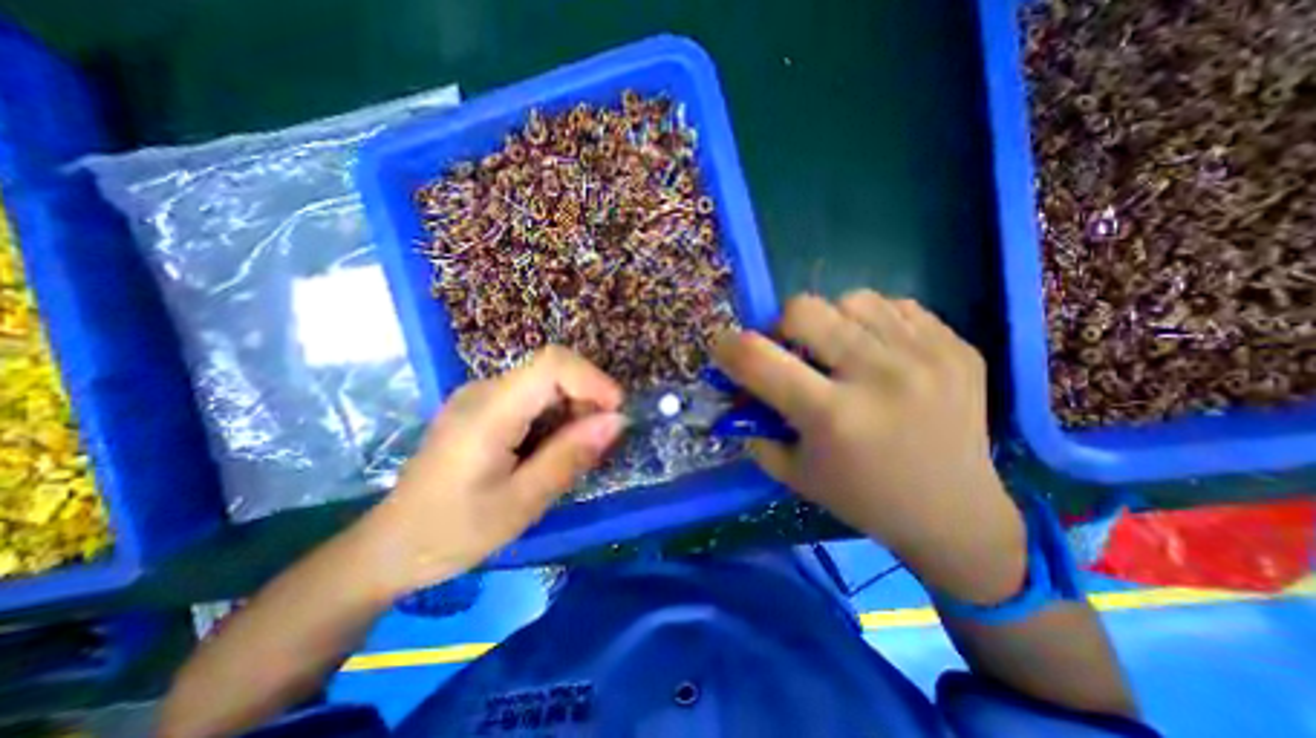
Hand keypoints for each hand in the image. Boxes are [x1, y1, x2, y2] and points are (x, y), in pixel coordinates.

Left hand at [362, 349, 624, 594]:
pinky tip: (549, 451)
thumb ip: (570, 456)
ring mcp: (480, 396)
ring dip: (572, 411)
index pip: (552, 363)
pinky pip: (532, 398)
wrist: (390, 547)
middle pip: (552, 371)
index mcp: (489, 411)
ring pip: (545, 384)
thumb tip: (617, 421)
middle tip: (595, 446)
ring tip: (571, 454)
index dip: (593, 379)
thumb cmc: (453, 532)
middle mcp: (484, 390)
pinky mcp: (482, 407)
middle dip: (586, 400)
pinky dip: (554, 417)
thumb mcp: (522, 502)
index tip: (616, 412)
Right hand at [711, 290, 1026, 601]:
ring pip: (851, 298)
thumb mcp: (794, 472)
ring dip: (831, 320)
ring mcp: (926, 356)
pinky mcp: (957, 347)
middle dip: (782, 325)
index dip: (728, 346)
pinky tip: (879, 352)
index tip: (724, 347)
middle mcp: (879, 378)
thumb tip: (736, 389)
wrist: (956, 513)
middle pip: (804, 308)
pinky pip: (894, 305)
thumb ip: (755, 426)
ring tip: (841, 350)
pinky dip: (872, 322)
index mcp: (833, 417)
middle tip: (792, 350)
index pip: (759, 359)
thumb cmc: (862, 498)